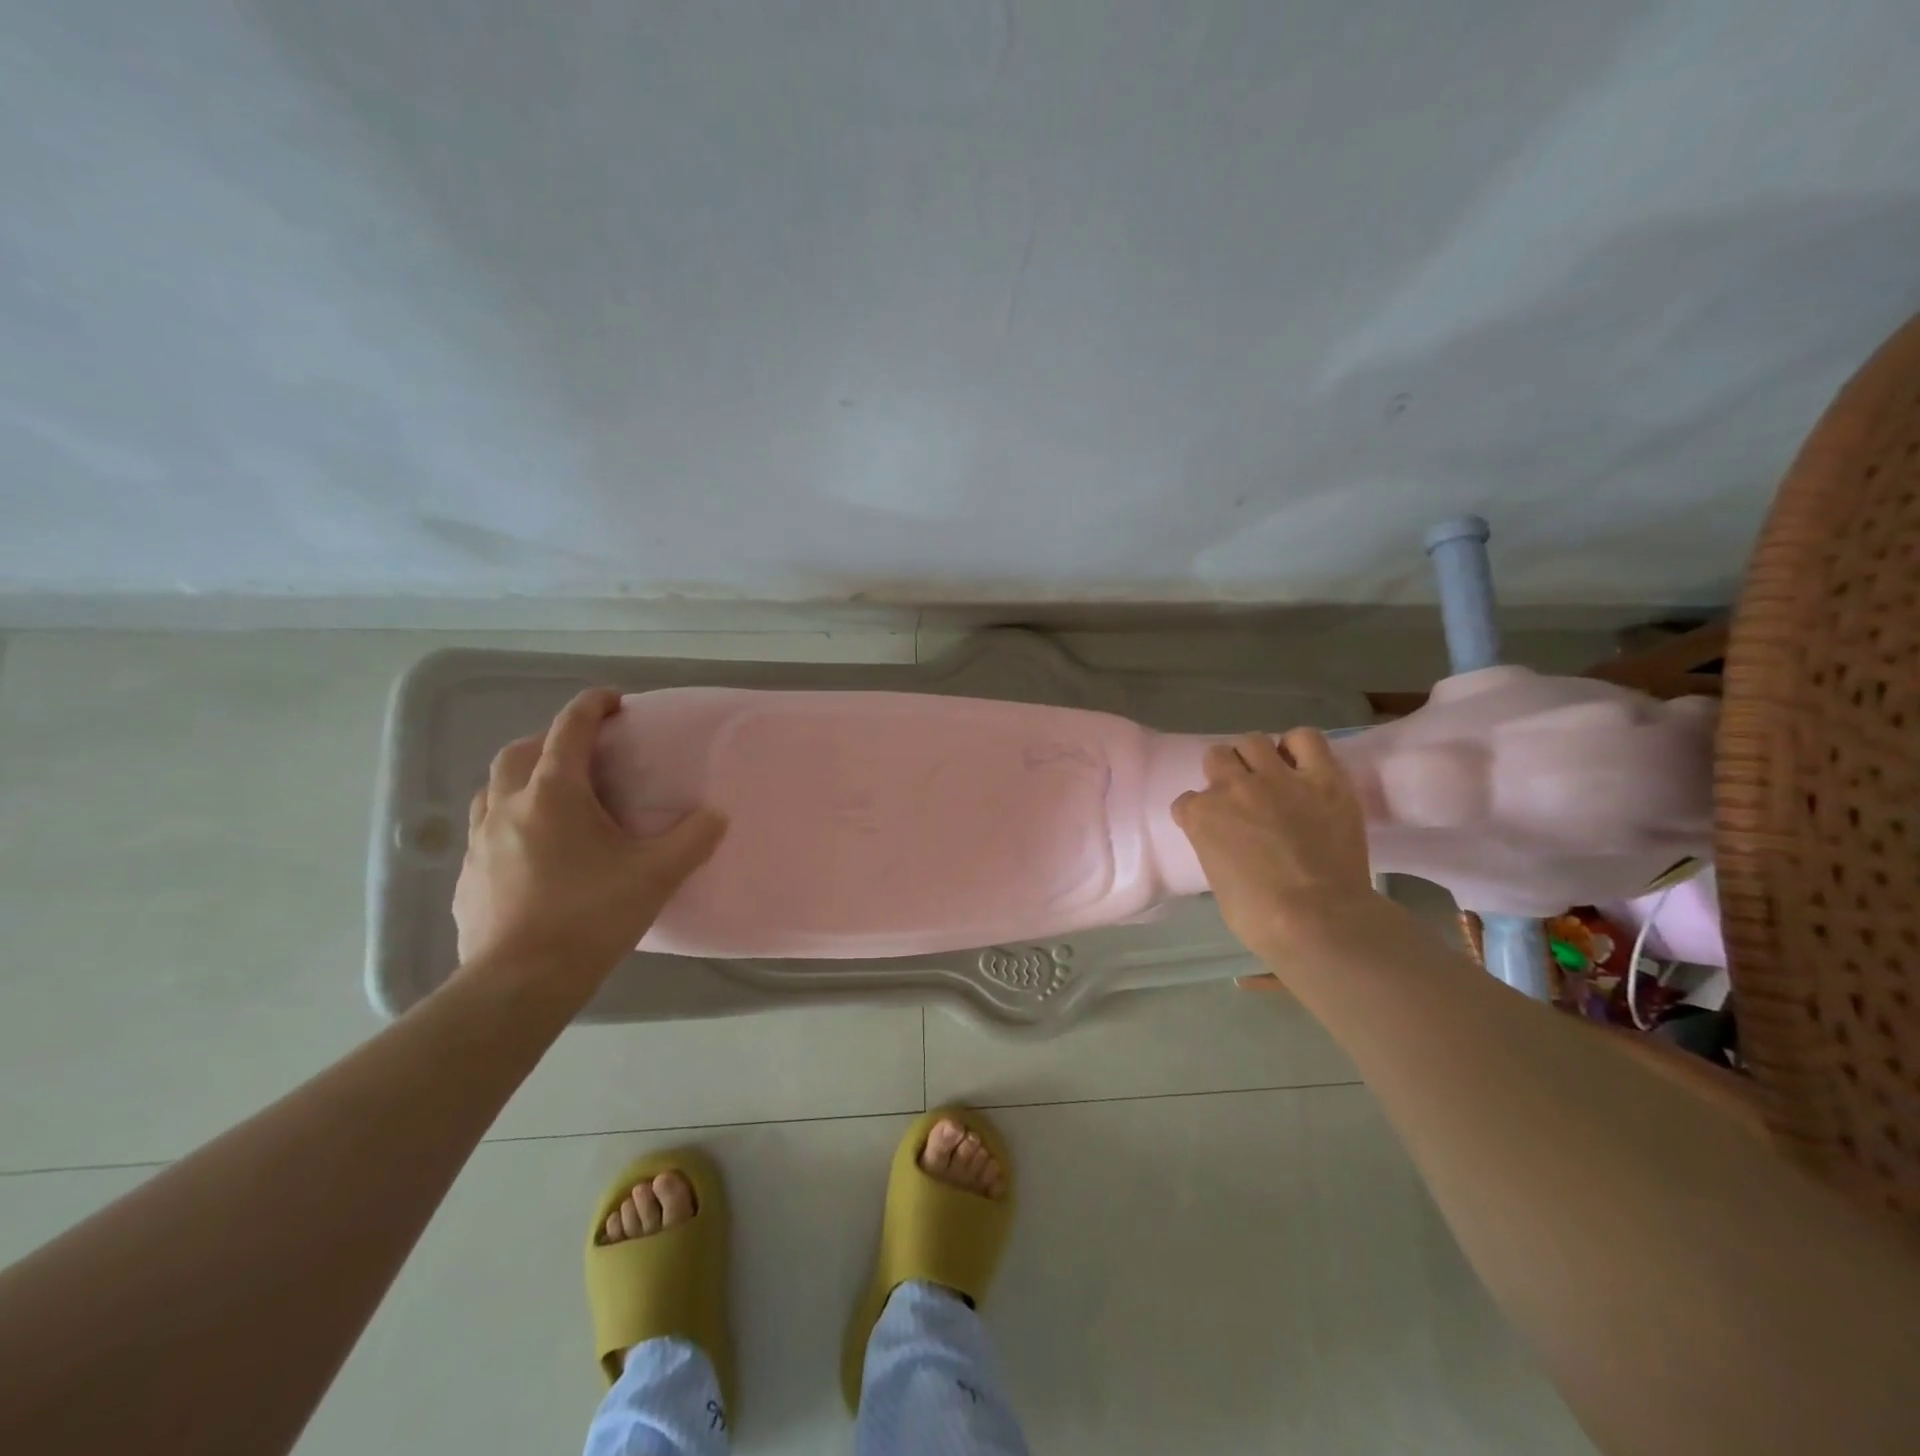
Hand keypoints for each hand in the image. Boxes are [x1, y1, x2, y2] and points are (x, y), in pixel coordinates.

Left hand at [453, 688, 726, 982]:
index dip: (592, 706)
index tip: (614, 700)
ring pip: (493, 789)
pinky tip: (533, 851)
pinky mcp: (467, 877)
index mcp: (553, 794)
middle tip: (586, 754)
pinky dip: (510, 822)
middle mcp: (508, 806)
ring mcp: (479, 843)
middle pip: (521, 751)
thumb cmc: (590, 916)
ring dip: (523, 779)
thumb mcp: (656, 875)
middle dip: (553, 740)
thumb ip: (693, 839)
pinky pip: (485, 831)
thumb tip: (717, 816)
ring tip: (556, 798)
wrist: (520, 982)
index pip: (570, 729)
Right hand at [1171, 728, 1373, 959]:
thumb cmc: (1259, 918)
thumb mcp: (1218, 881)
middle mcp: (1232, 787)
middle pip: (1216, 757)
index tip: (1214, 827)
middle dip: (1224, 772)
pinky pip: (1306, 739)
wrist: (1317, 920)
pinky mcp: (1322, 778)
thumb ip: (1217, 849)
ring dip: (1256, 756)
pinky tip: (1302, 765)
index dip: (1201, 813)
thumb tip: (1232, 846)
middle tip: (1242, 794)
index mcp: (1201, 816)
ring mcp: (1277, 778)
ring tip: (1271, 775)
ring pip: (1253, 741)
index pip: (1187, 801)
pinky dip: (1300, 747)